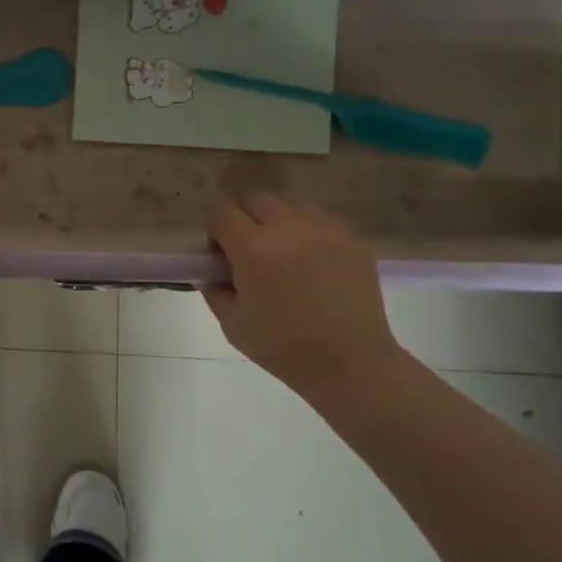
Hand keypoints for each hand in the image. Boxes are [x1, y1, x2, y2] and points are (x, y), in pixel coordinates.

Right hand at [204, 194, 403, 395]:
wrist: (351, 364)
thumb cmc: (285, 349)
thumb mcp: (233, 325)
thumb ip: (214, 291)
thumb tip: (209, 273)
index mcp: (253, 249)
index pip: (221, 212)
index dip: (214, 229)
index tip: (219, 254)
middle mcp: (288, 228)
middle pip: (254, 198)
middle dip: (243, 216)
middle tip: (247, 247)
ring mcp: (324, 229)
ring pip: (290, 200)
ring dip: (276, 217)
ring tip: (281, 247)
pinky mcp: (351, 238)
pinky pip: (321, 216)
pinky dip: (307, 227)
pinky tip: (310, 256)